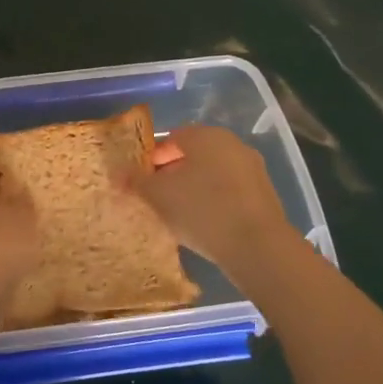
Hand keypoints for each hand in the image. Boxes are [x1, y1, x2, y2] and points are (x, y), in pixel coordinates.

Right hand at [133, 125, 291, 271]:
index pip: (171, 138)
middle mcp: (232, 145)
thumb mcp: (157, 196)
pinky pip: (230, 191)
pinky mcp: (265, 195)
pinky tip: (204, 224)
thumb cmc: (201, 210)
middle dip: (172, 174)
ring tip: (178, 215)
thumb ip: (135, 181)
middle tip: (156, 198)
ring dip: (194, 188)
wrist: (258, 247)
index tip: (141, 182)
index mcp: (206, 136)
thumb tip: (117, 172)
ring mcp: (252, 169)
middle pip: (193, 155)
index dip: (152, 159)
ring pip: (212, 174)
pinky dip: (214, 201)